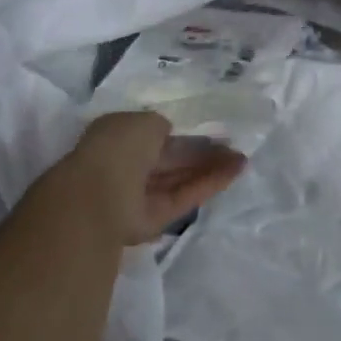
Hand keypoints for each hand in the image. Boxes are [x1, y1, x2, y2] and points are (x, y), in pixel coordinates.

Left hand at [60, 112, 246, 245]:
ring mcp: (141, 194)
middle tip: (234, 148)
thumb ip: (160, 126)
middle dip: (201, 153)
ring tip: (242, 159)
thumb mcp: (144, 121)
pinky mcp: (155, 219)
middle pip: (171, 159)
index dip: (182, 134)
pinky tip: (234, 172)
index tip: (210, 132)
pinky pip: (184, 196)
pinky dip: (208, 184)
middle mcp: (128, 165)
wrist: (98, 196)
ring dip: (210, 168)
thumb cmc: (118, 147)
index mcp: (118, 137)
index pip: (155, 135)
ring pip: (179, 178)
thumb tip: (168, 133)